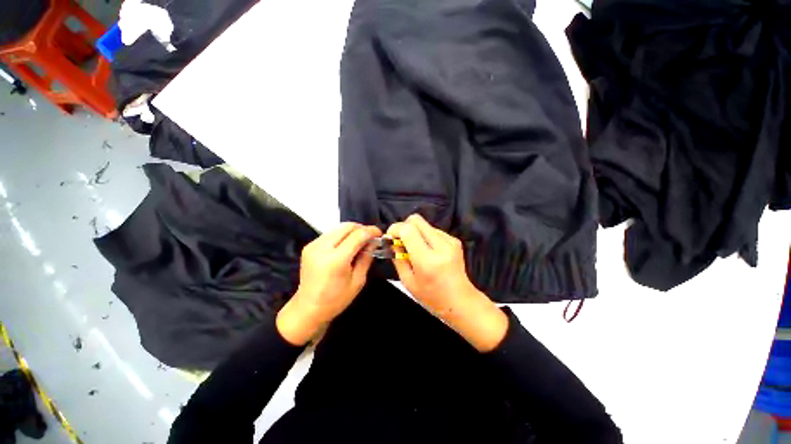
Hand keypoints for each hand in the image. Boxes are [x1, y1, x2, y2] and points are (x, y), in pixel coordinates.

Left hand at [277, 222, 381, 344]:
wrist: (308, 308)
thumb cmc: (336, 299)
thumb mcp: (358, 281)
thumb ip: (366, 257)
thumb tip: (373, 241)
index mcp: (336, 260)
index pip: (357, 235)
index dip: (371, 231)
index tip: (379, 233)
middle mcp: (323, 248)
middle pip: (347, 226)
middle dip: (362, 229)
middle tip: (370, 237)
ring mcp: (313, 245)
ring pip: (339, 228)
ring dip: (352, 231)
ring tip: (360, 242)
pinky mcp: (309, 246)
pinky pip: (331, 233)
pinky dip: (342, 235)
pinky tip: (347, 245)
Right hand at [387, 215, 507, 351]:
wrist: (460, 300)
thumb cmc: (431, 296)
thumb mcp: (408, 281)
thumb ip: (397, 258)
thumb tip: (392, 241)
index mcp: (427, 260)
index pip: (408, 230)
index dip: (395, 229)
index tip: (391, 237)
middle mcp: (441, 246)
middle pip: (416, 220)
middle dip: (404, 227)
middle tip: (401, 241)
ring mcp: (450, 241)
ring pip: (424, 224)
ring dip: (416, 233)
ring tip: (417, 249)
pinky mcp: (455, 240)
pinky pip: (433, 230)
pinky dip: (426, 237)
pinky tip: (429, 251)